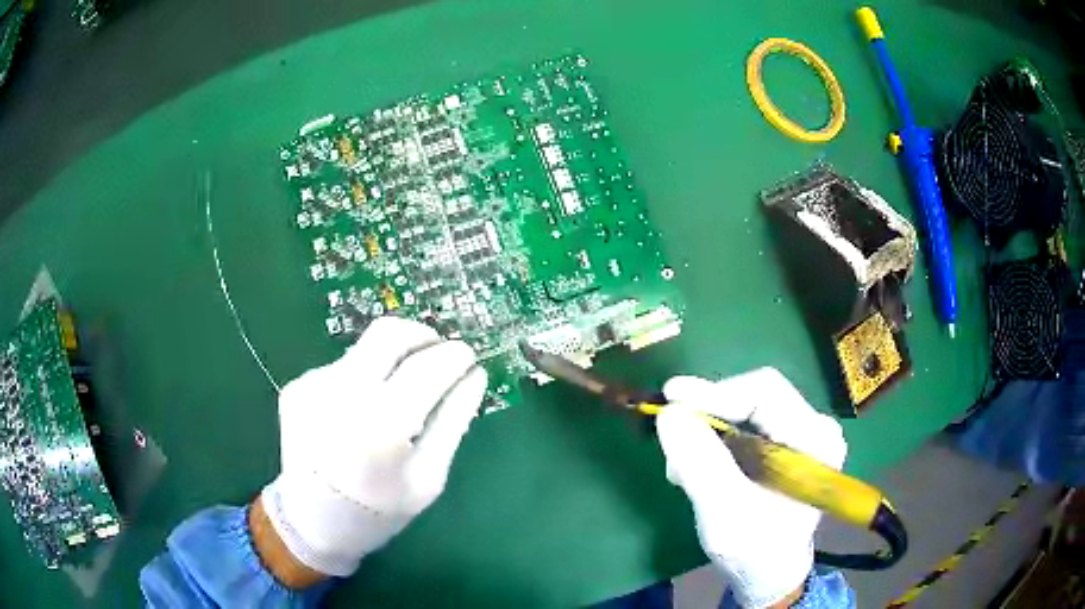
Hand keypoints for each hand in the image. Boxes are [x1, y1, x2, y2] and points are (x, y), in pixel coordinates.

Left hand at [260, 317, 486, 579]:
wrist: (311, 523)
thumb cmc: (378, 511)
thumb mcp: (428, 478)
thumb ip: (453, 422)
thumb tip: (475, 375)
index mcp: (380, 425)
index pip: (426, 367)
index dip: (454, 355)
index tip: (468, 356)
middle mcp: (341, 394)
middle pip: (389, 333)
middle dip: (422, 334)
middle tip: (439, 353)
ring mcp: (313, 386)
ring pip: (365, 348)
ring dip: (392, 359)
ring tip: (397, 395)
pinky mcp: (298, 387)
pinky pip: (342, 367)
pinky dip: (363, 378)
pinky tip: (360, 412)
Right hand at [655, 368, 845, 608]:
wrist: (768, 574)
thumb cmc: (753, 550)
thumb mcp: (723, 511)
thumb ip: (699, 462)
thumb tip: (669, 412)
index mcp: (816, 439)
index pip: (764, 392)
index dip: (715, 391)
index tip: (670, 397)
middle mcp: (815, 427)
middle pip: (755, 397)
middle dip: (709, 415)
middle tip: (672, 436)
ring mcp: (803, 434)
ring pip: (746, 411)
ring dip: (708, 431)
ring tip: (681, 467)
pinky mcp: (787, 445)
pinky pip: (746, 426)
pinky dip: (716, 441)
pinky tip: (697, 467)